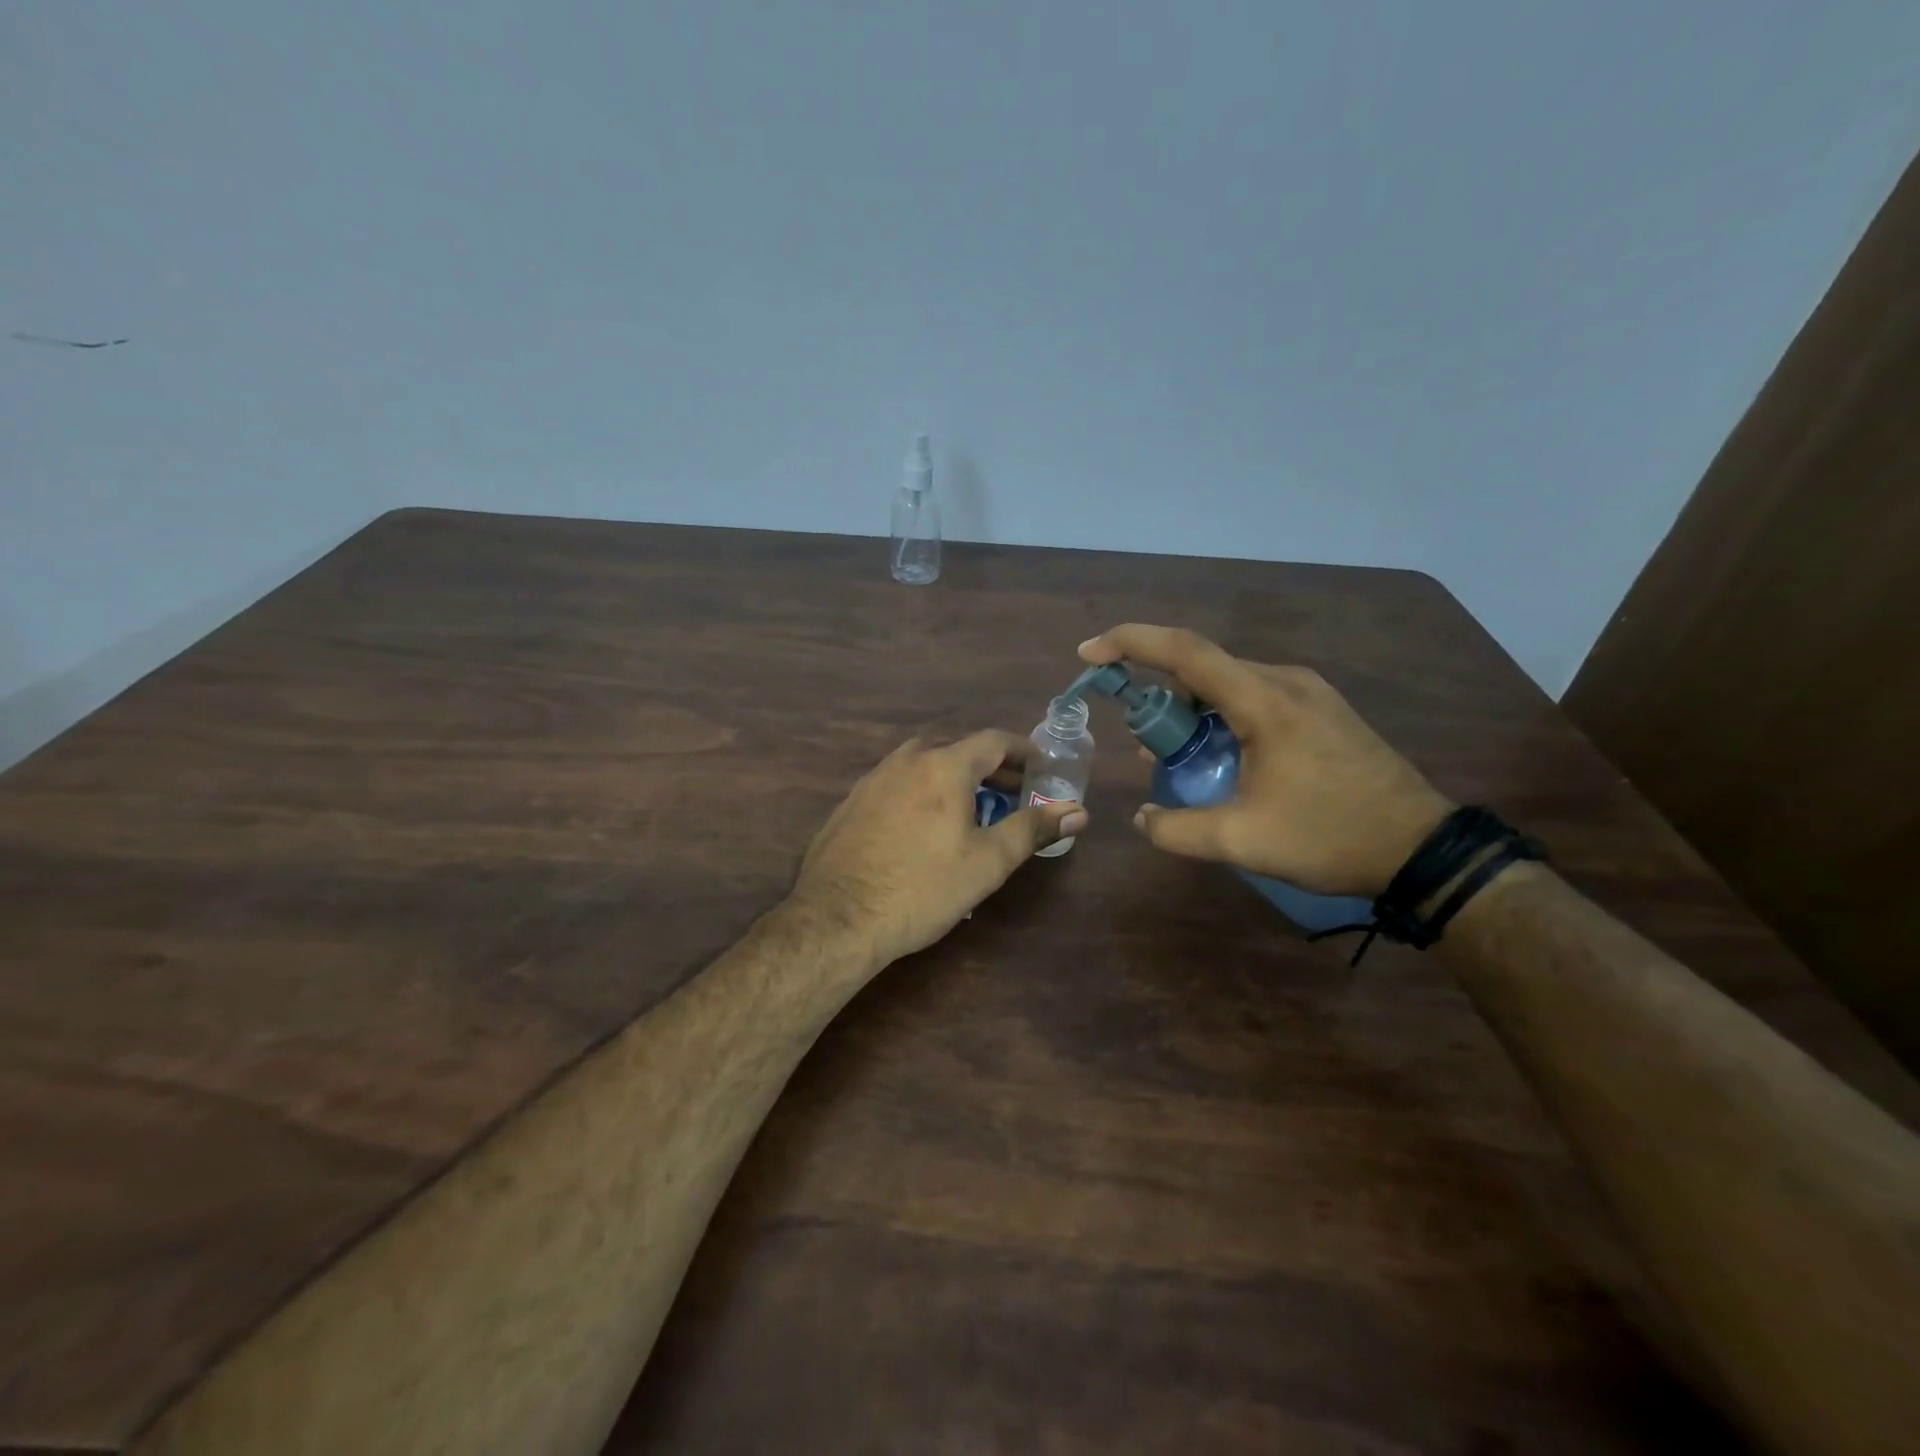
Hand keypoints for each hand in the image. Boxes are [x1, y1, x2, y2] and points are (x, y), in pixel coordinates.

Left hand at [789, 731, 1087, 971]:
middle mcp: (906, 760)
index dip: (1023, 750)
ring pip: (923, 762)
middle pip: (957, 747)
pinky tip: (923, 824)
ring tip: (971, 806)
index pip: (993, 740)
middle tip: (1012, 790)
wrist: (837, 919)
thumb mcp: (988, 862)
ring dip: (954, 775)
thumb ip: (1033, 829)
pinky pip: (897, 782)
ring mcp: (873, 779)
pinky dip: (922, 789)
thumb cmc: (923, 888)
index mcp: (944, 766)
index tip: (1042, 766)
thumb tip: (1079, 811)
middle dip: (990, 765)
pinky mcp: (851, 802)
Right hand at [1078, 625, 1449, 896]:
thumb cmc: (1330, 836)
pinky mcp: (1322, 712)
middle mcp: (1285, 681)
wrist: (1422, 850)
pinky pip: (1254, 700)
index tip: (1090, 653)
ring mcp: (1308, 694)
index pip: (1184, 650)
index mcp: (1264, 700)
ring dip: (1192, 714)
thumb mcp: (1241, 840)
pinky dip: (1222, 720)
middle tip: (1144, 745)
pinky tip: (1222, 761)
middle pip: (1203, 669)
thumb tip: (1143, 817)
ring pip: (1229, 686)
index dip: (1130, 642)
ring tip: (1178, 760)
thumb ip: (1177, 828)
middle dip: (1161, 699)